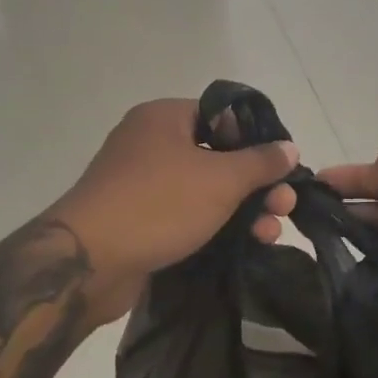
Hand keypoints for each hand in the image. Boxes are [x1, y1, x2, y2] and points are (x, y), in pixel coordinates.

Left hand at [50, 98, 297, 326]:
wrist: (88, 262)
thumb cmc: (158, 204)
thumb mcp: (220, 180)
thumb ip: (260, 162)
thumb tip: (289, 147)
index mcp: (164, 117)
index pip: (221, 115)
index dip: (256, 139)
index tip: (282, 167)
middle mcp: (150, 142)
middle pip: (216, 155)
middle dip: (255, 183)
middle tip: (284, 207)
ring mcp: (141, 182)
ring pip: (203, 188)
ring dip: (241, 209)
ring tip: (270, 234)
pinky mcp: (138, 218)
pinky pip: (184, 212)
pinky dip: (213, 224)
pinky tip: (243, 245)